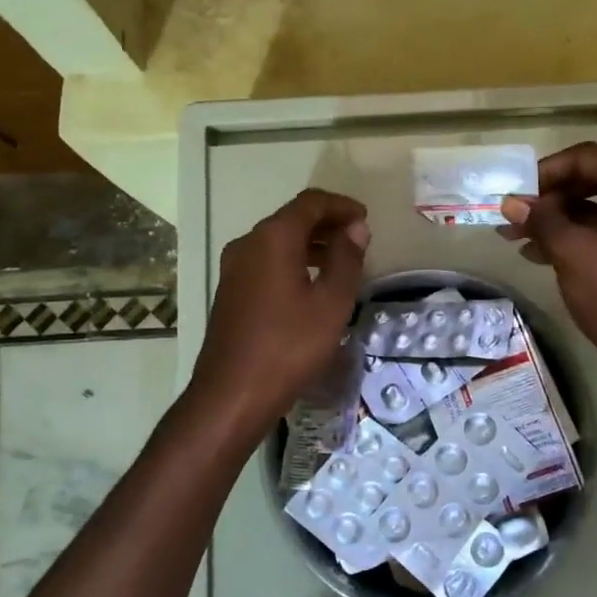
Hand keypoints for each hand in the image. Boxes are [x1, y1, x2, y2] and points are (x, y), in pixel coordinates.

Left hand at [188, 189, 369, 434]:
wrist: (232, 394)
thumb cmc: (289, 346)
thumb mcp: (331, 303)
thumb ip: (347, 259)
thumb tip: (356, 228)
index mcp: (273, 238)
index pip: (310, 202)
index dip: (341, 205)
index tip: (365, 218)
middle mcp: (248, 243)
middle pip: (292, 218)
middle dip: (327, 222)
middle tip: (358, 238)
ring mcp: (234, 267)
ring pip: (278, 240)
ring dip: (310, 243)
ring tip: (341, 260)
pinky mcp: (231, 290)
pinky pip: (266, 261)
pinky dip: (293, 260)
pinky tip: (312, 283)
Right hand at [499, 143, 596, 389]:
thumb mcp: (571, 251)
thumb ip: (541, 220)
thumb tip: (510, 202)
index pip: (586, 156)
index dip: (546, 171)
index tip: (515, 193)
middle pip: (591, 180)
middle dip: (548, 198)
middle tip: (512, 217)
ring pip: (595, 209)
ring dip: (555, 221)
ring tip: (515, 239)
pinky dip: (574, 238)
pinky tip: (539, 255)